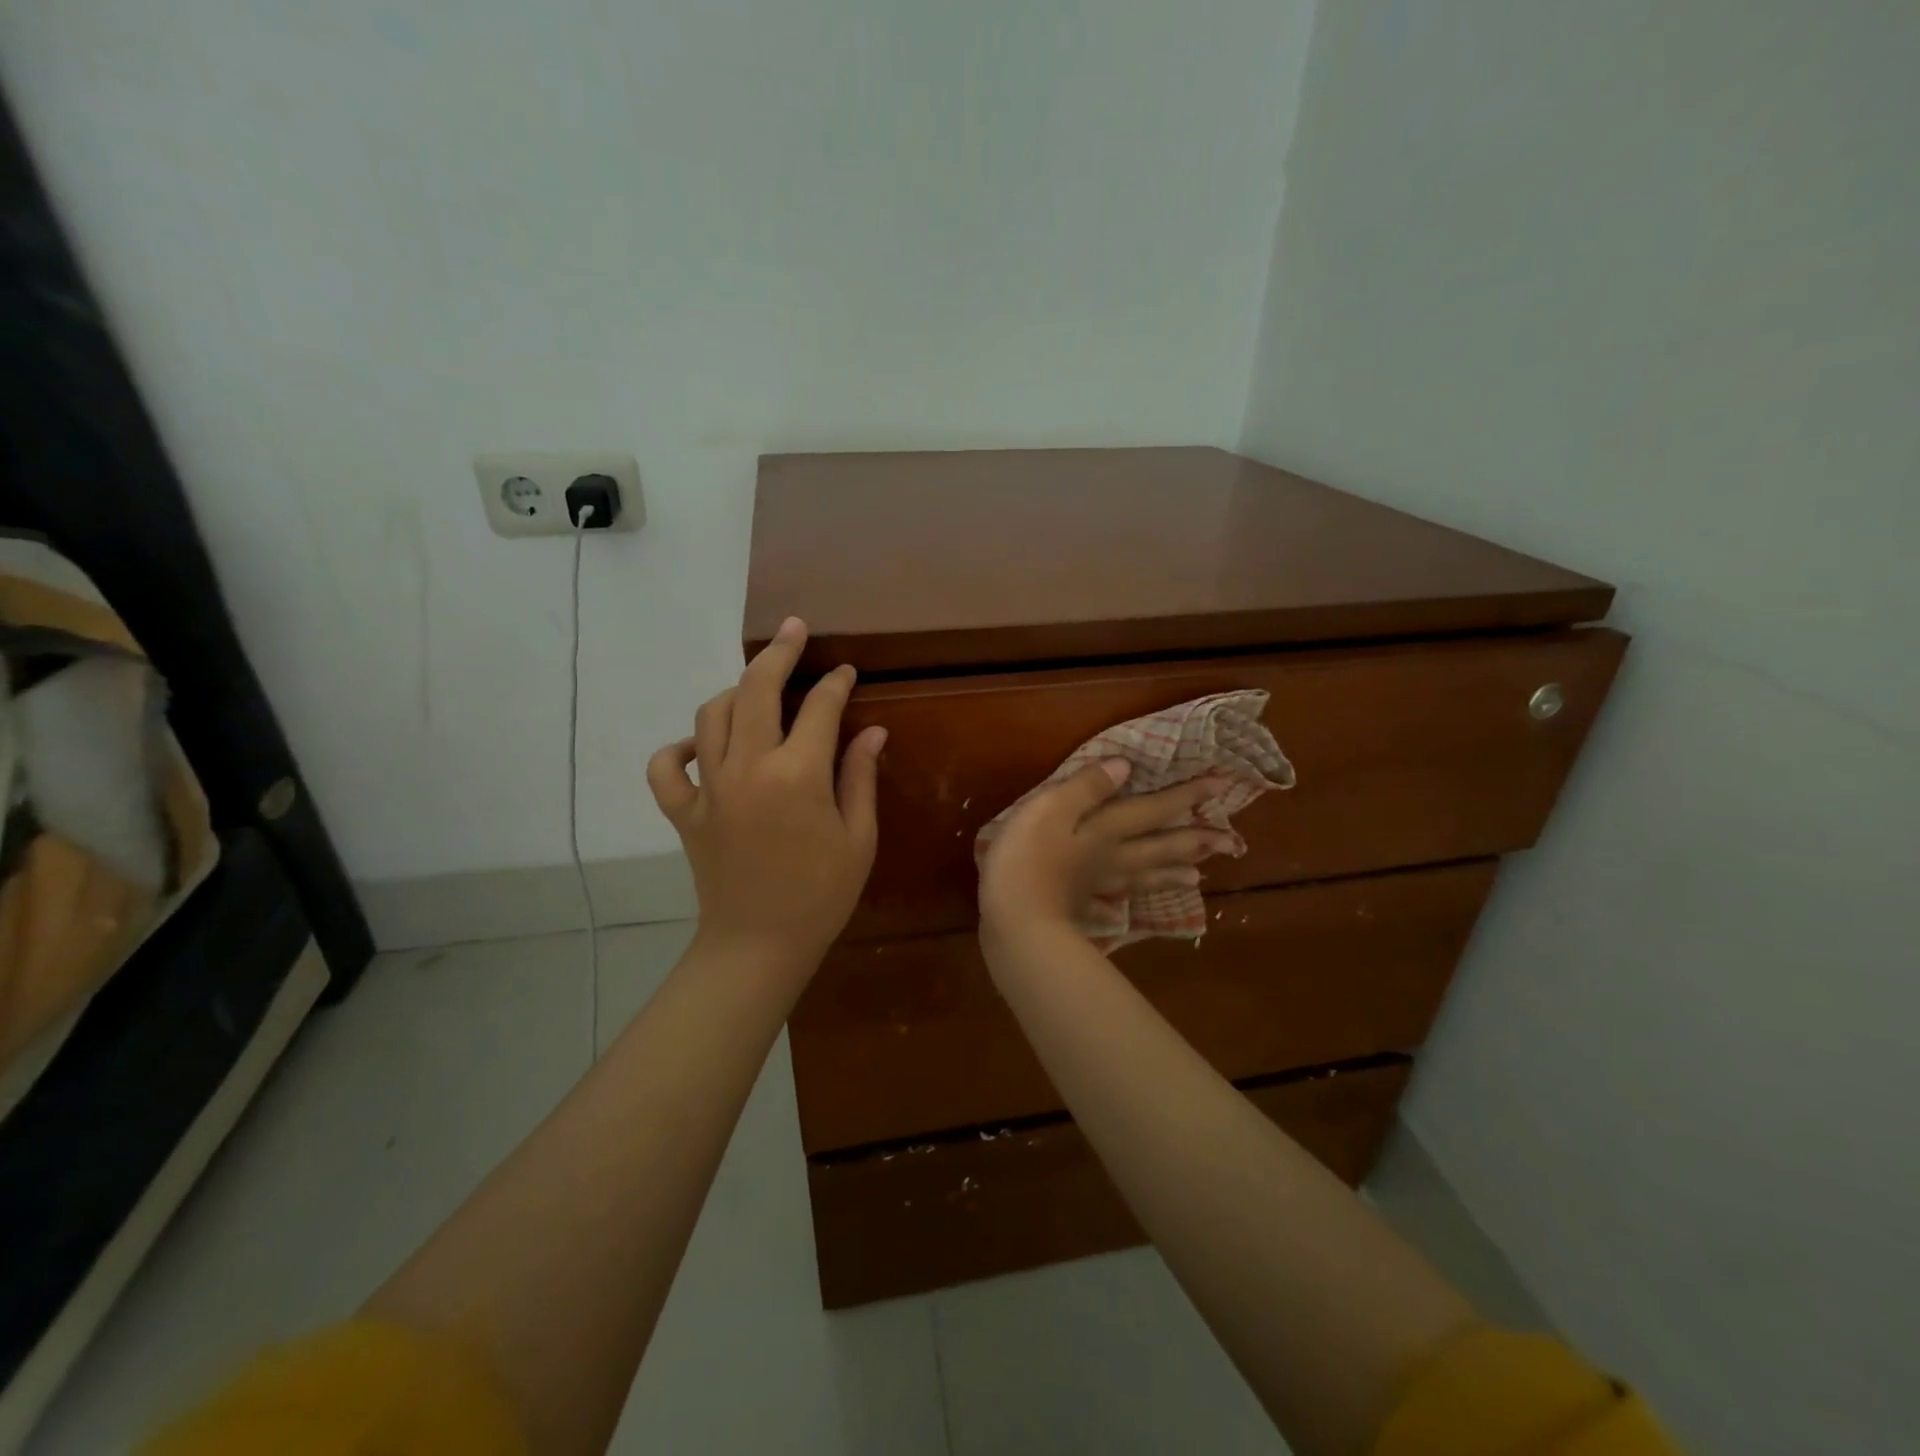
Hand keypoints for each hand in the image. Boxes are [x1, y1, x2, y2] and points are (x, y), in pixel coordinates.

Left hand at [647, 616, 885, 977]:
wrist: (758, 946)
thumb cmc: (820, 895)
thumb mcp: (858, 838)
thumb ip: (860, 777)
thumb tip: (872, 731)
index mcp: (797, 776)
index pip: (819, 708)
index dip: (835, 683)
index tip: (844, 671)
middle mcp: (747, 768)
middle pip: (756, 689)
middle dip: (778, 653)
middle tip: (793, 630)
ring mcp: (708, 788)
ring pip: (710, 715)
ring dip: (735, 692)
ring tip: (757, 690)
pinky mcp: (683, 812)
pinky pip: (665, 767)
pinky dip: (678, 748)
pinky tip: (701, 747)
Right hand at [978, 760, 1237, 951]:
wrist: (1015, 920)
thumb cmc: (1028, 857)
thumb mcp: (1052, 808)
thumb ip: (1087, 787)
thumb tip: (1126, 765)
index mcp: (1105, 831)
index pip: (1153, 810)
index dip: (1185, 796)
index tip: (1221, 785)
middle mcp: (1108, 859)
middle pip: (1157, 849)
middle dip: (1192, 842)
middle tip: (1231, 843)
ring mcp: (1093, 889)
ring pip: (1138, 878)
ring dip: (1167, 874)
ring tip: (1197, 877)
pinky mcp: (1073, 911)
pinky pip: (1101, 909)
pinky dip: (1113, 910)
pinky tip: (1120, 916)